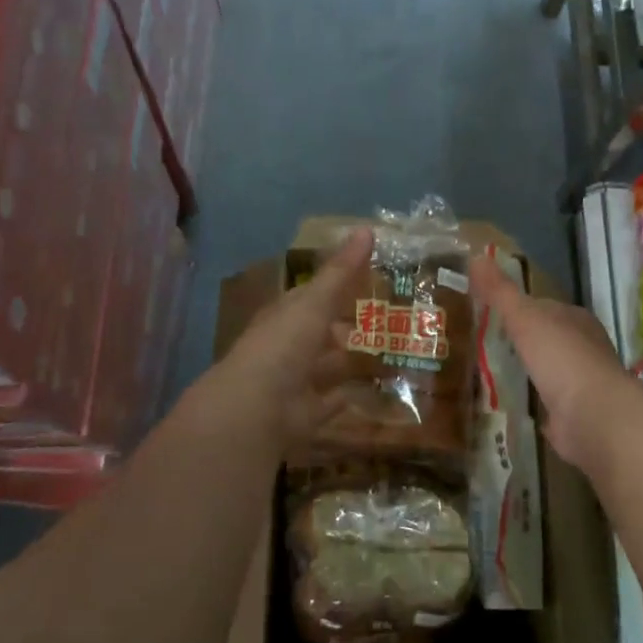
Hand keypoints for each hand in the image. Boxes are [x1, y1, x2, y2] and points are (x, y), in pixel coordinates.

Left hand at [195, 227, 371, 445]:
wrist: (256, 408)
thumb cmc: (284, 345)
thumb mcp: (315, 302)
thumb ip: (342, 271)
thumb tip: (367, 228)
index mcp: (285, 316)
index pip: (310, 295)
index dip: (336, 285)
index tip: (367, 278)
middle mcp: (287, 347)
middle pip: (320, 332)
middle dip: (344, 326)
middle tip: (385, 318)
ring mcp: (295, 382)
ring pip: (326, 367)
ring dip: (347, 361)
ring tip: (386, 353)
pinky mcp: (305, 414)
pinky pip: (330, 402)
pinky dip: (345, 398)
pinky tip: (366, 393)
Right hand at [470, 251, 630, 474]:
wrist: (594, 416)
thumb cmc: (562, 358)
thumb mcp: (525, 317)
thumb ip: (501, 291)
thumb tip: (476, 256)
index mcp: (576, 320)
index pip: (544, 307)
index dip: (518, 307)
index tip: (488, 312)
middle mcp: (584, 348)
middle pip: (546, 338)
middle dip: (521, 341)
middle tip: (482, 344)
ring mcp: (581, 384)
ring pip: (547, 371)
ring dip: (525, 372)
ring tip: (487, 373)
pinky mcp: (575, 415)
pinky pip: (546, 403)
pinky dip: (530, 402)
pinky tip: (508, 404)